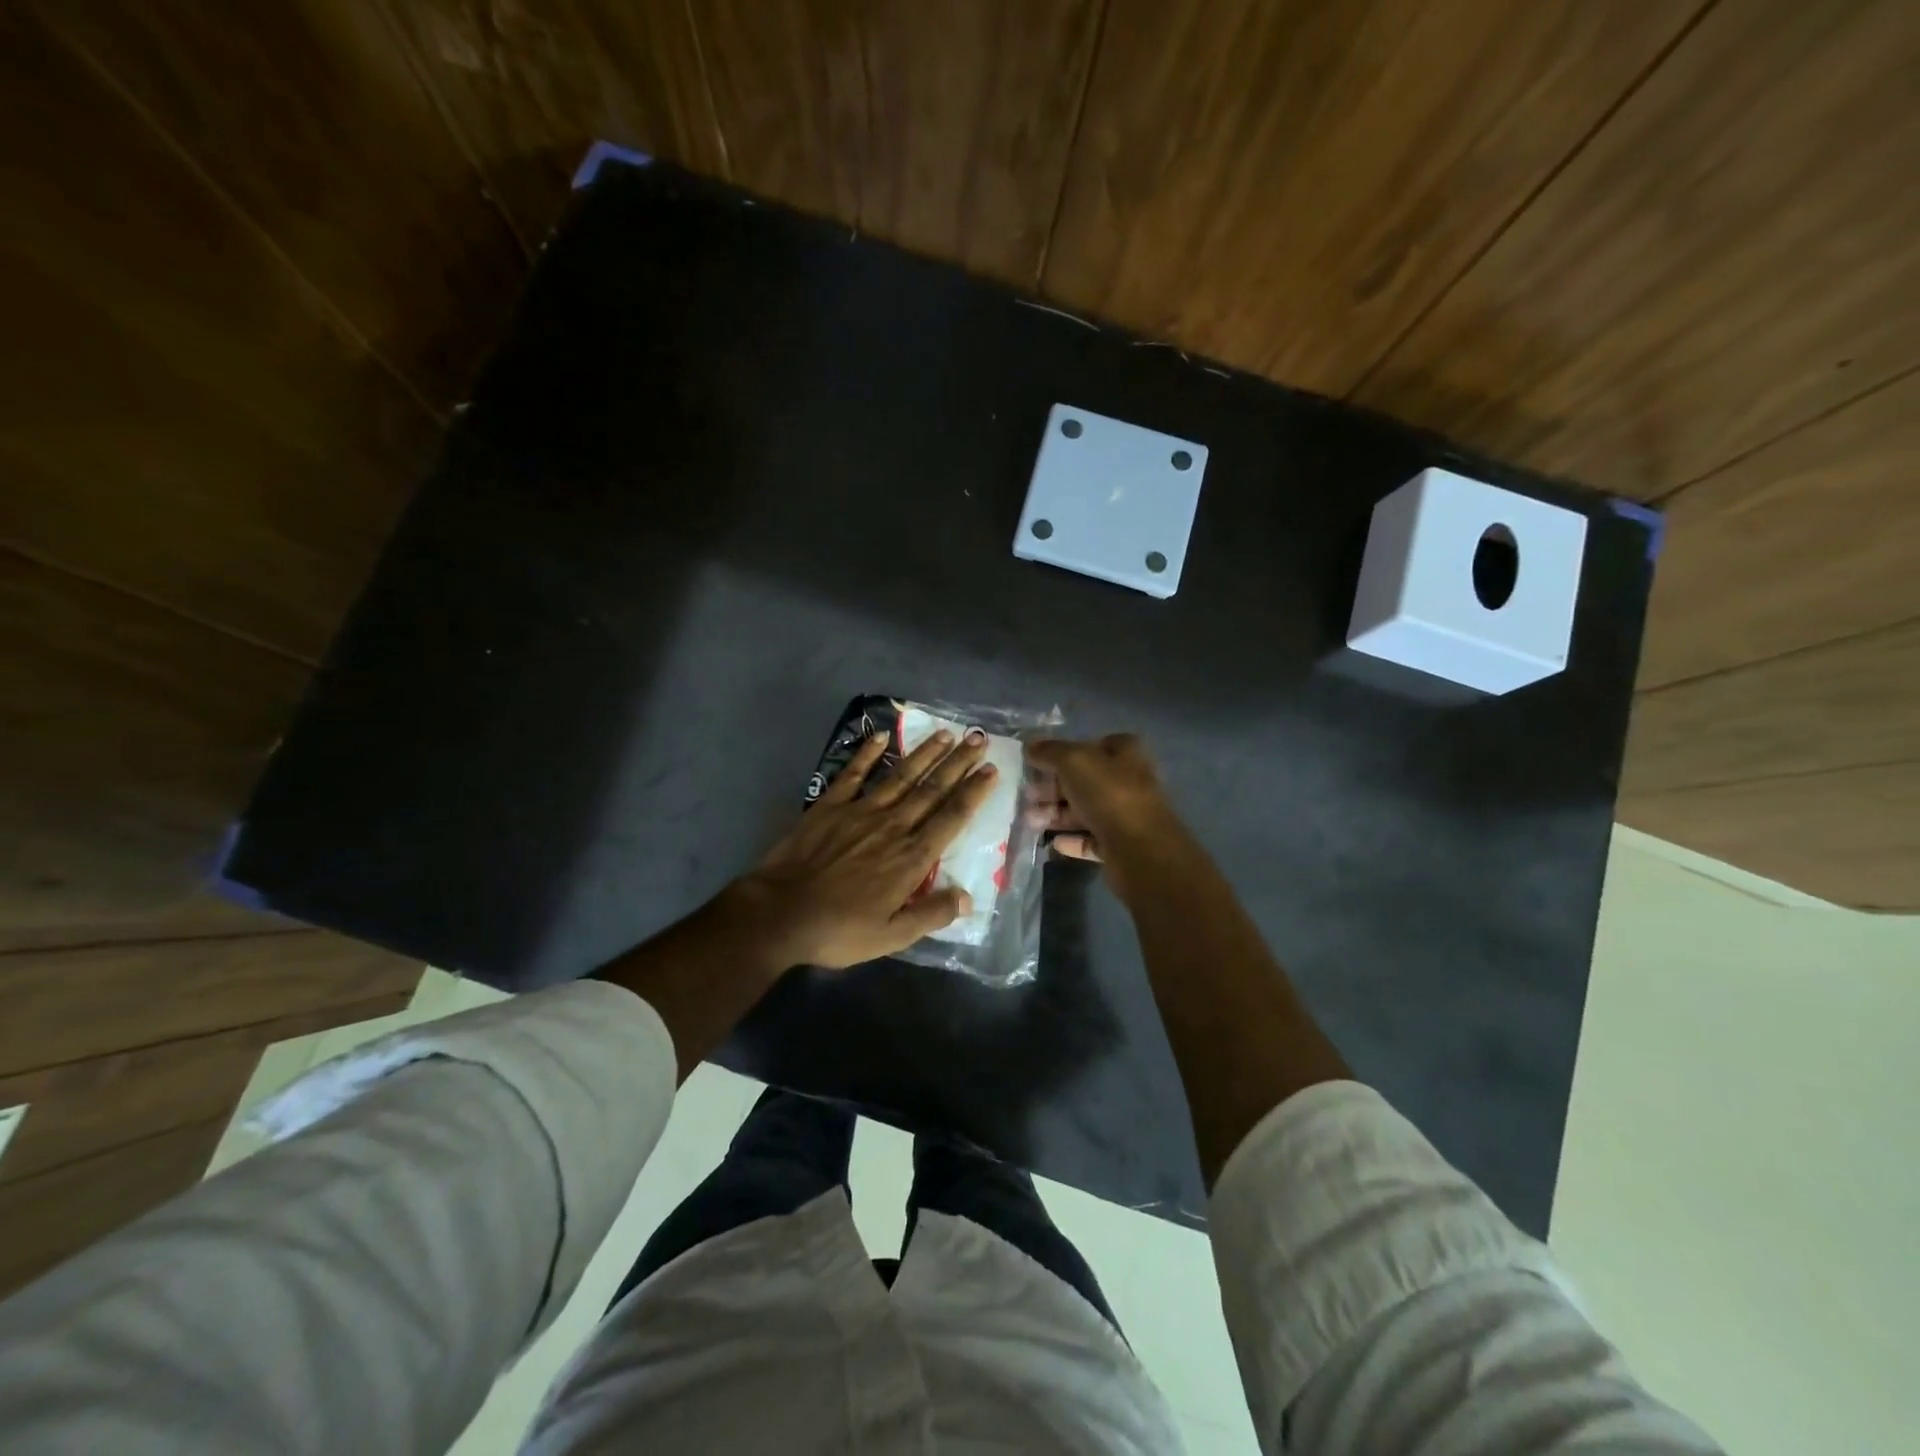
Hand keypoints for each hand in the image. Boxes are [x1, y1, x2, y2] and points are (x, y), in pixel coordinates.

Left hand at [729, 728, 999, 968]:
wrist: (780, 913)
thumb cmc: (839, 930)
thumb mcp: (891, 936)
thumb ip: (931, 915)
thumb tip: (968, 897)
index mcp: (911, 858)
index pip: (950, 818)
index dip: (973, 793)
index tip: (991, 770)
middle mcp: (892, 826)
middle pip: (931, 789)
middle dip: (958, 763)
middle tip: (978, 739)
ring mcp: (860, 812)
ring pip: (900, 776)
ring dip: (924, 753)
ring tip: (945, 733)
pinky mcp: (829, 806)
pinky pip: (853, 774)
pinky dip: (867, 754)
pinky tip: (882, 736)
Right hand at [1026, 735, 1182, 892]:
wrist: (1140, 850)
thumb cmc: (1109, 795)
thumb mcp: (1073, 761)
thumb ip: (1050, 751)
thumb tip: (1030, 746)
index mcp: (1126, 754)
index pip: (1096, 744)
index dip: (1068, 750)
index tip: (1041, 761)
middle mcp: (1130, 781)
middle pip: (1086, 780)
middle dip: (1055, 786)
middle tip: (1027, 794)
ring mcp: (1127, 815)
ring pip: (1086, 810)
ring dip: (1057, 814)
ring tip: (1031, 820)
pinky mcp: (1121, 845)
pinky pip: (1091, 839)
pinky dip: (1072, 840)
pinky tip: (1053, 842)